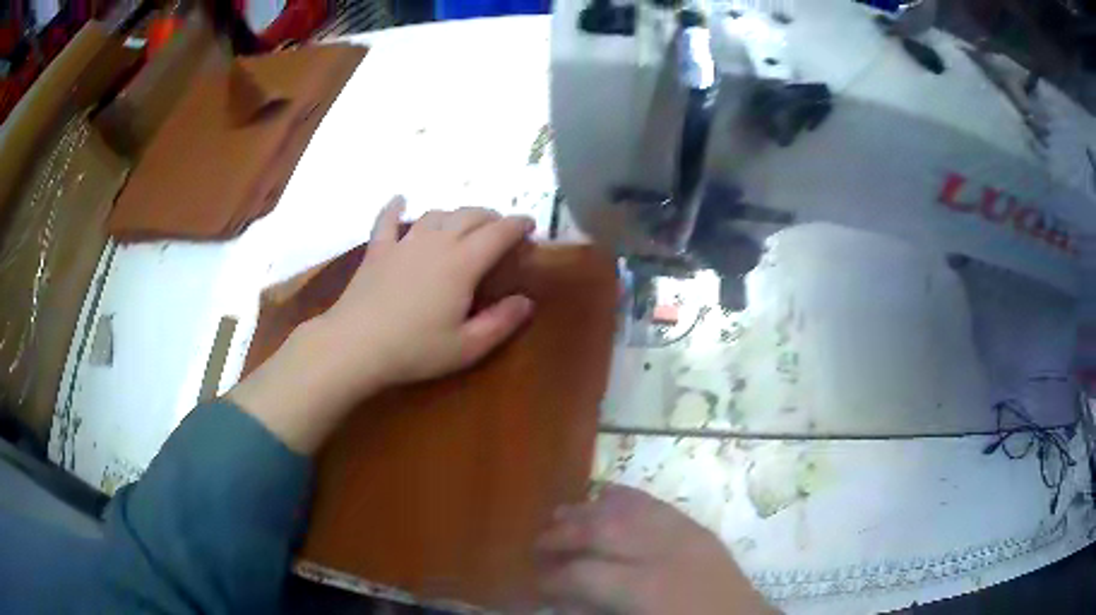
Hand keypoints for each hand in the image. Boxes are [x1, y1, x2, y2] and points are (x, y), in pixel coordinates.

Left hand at [314, 197, 535, 393]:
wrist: (355, 345)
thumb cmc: (414, 349)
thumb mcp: (466, 347)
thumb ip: (501, 322)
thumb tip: (527, 301)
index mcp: (462, 263)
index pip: (498, 233)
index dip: (517, 225)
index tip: (530, 225)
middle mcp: (436, 243)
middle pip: (469, 215)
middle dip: (491, 216)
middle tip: (500, 228)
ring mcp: (404, 243)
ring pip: (436, 215)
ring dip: (455, 214)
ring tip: (463, 223)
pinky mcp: (378, 250)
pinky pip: (388, 220)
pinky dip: (395, 208)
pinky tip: (400, 200)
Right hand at [536, 484, 774, 614]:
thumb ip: (594, 612)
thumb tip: (560, 596)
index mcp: (645, 590)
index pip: (582, 573)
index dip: (551, 577)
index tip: (536, 582)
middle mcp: (664, 552)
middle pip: (600, 529)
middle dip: (561, 533)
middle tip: (538, 543)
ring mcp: (685, 534)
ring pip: (626, 508)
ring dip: (588, 509)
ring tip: (562, 515)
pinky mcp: (697, 527)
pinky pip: (655, 503)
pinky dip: (626, 497)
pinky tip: (605, 495)